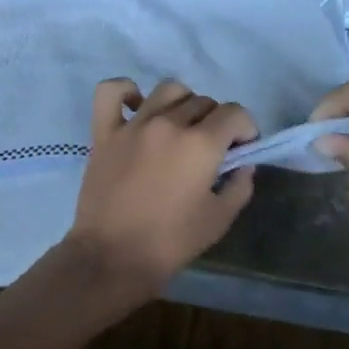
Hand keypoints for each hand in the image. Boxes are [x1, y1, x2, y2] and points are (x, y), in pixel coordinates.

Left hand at [62, 78, 257, 301]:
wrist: (113, 257)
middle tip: (211, 150)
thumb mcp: (220, 219)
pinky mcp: (103, 133)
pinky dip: (126, 91)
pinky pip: (111, 92)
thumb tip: (242, 164)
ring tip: (180, 128)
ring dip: (183, 104)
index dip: (246, 130)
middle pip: (203, 102)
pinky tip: (137, 107)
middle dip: (216, 122)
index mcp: (200, 143)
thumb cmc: (171, 242)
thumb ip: (239, 185)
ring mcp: (132, 125)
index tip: (241, 150)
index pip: (235, 113)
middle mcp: (168, 124)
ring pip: (167, 90)